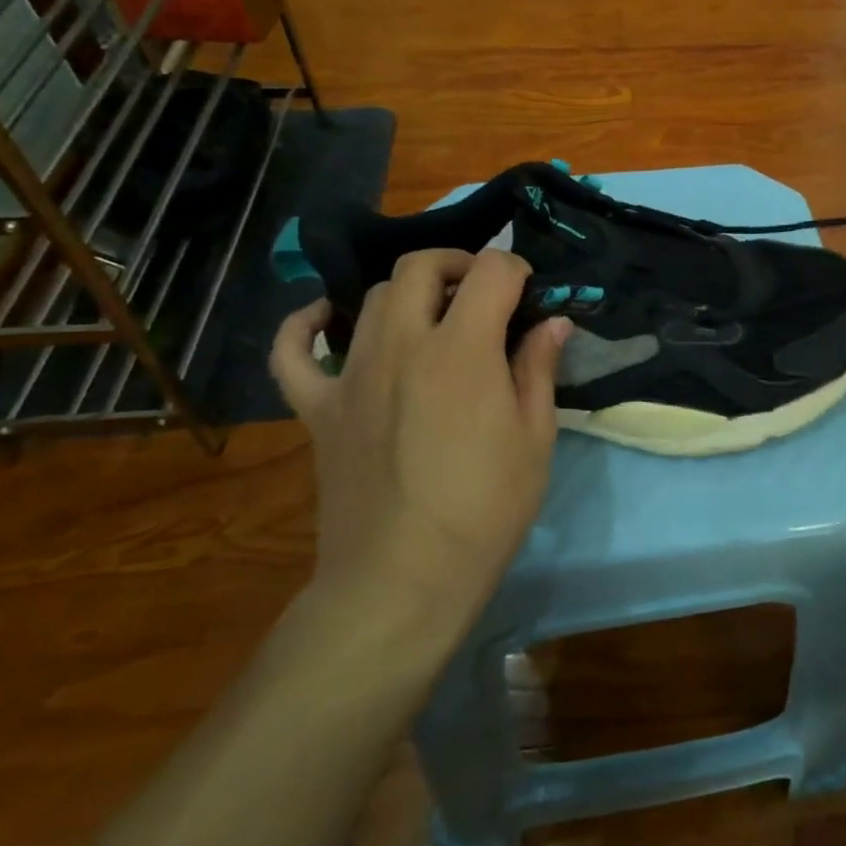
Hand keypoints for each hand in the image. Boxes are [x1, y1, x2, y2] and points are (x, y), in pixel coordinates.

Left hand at [270, 249, 570, 635]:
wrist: (403, 580)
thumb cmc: (485, 510)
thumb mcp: (535, 439)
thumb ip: (539, 369)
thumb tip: (552, 322)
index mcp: (463, 350)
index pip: (492, 272)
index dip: (516, 272)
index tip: (528, 297)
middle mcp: (402, 345)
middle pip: (420, 267)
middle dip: (458, 265)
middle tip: (481, 296)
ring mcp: (350, 374)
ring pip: (372, 298)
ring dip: (409, 293)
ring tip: (432, 320)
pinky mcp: (317, 407)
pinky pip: (293, 350)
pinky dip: (306, 325)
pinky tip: (329, 321)